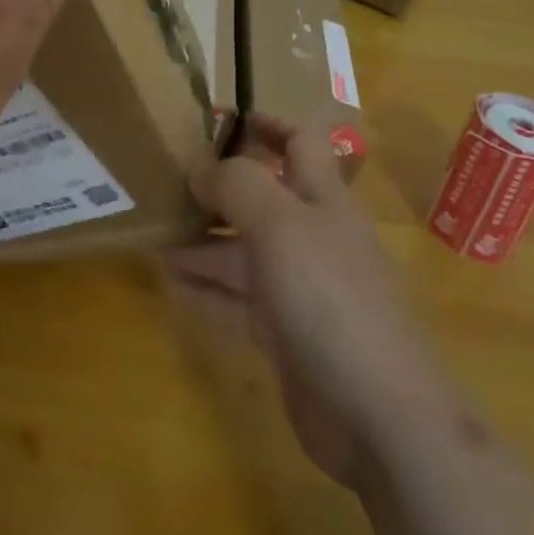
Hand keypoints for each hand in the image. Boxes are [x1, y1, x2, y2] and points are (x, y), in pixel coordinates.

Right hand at [168, 117, 444, 487]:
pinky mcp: (285, 334)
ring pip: (242, 249)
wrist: (380, 416)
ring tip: (152, 229)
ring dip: (201, 238)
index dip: (268, 125)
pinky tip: (170, 280)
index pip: (300, 143)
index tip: (222, 118)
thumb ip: (237, 184)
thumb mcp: (279, 222)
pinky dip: (205, 286)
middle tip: (165, 177)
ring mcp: (299, 287)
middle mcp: (311, 236)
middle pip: (261, 197)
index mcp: (322, 198)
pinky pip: (236, 299)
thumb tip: (199, 168)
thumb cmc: (330, 296)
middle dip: (218, 186)